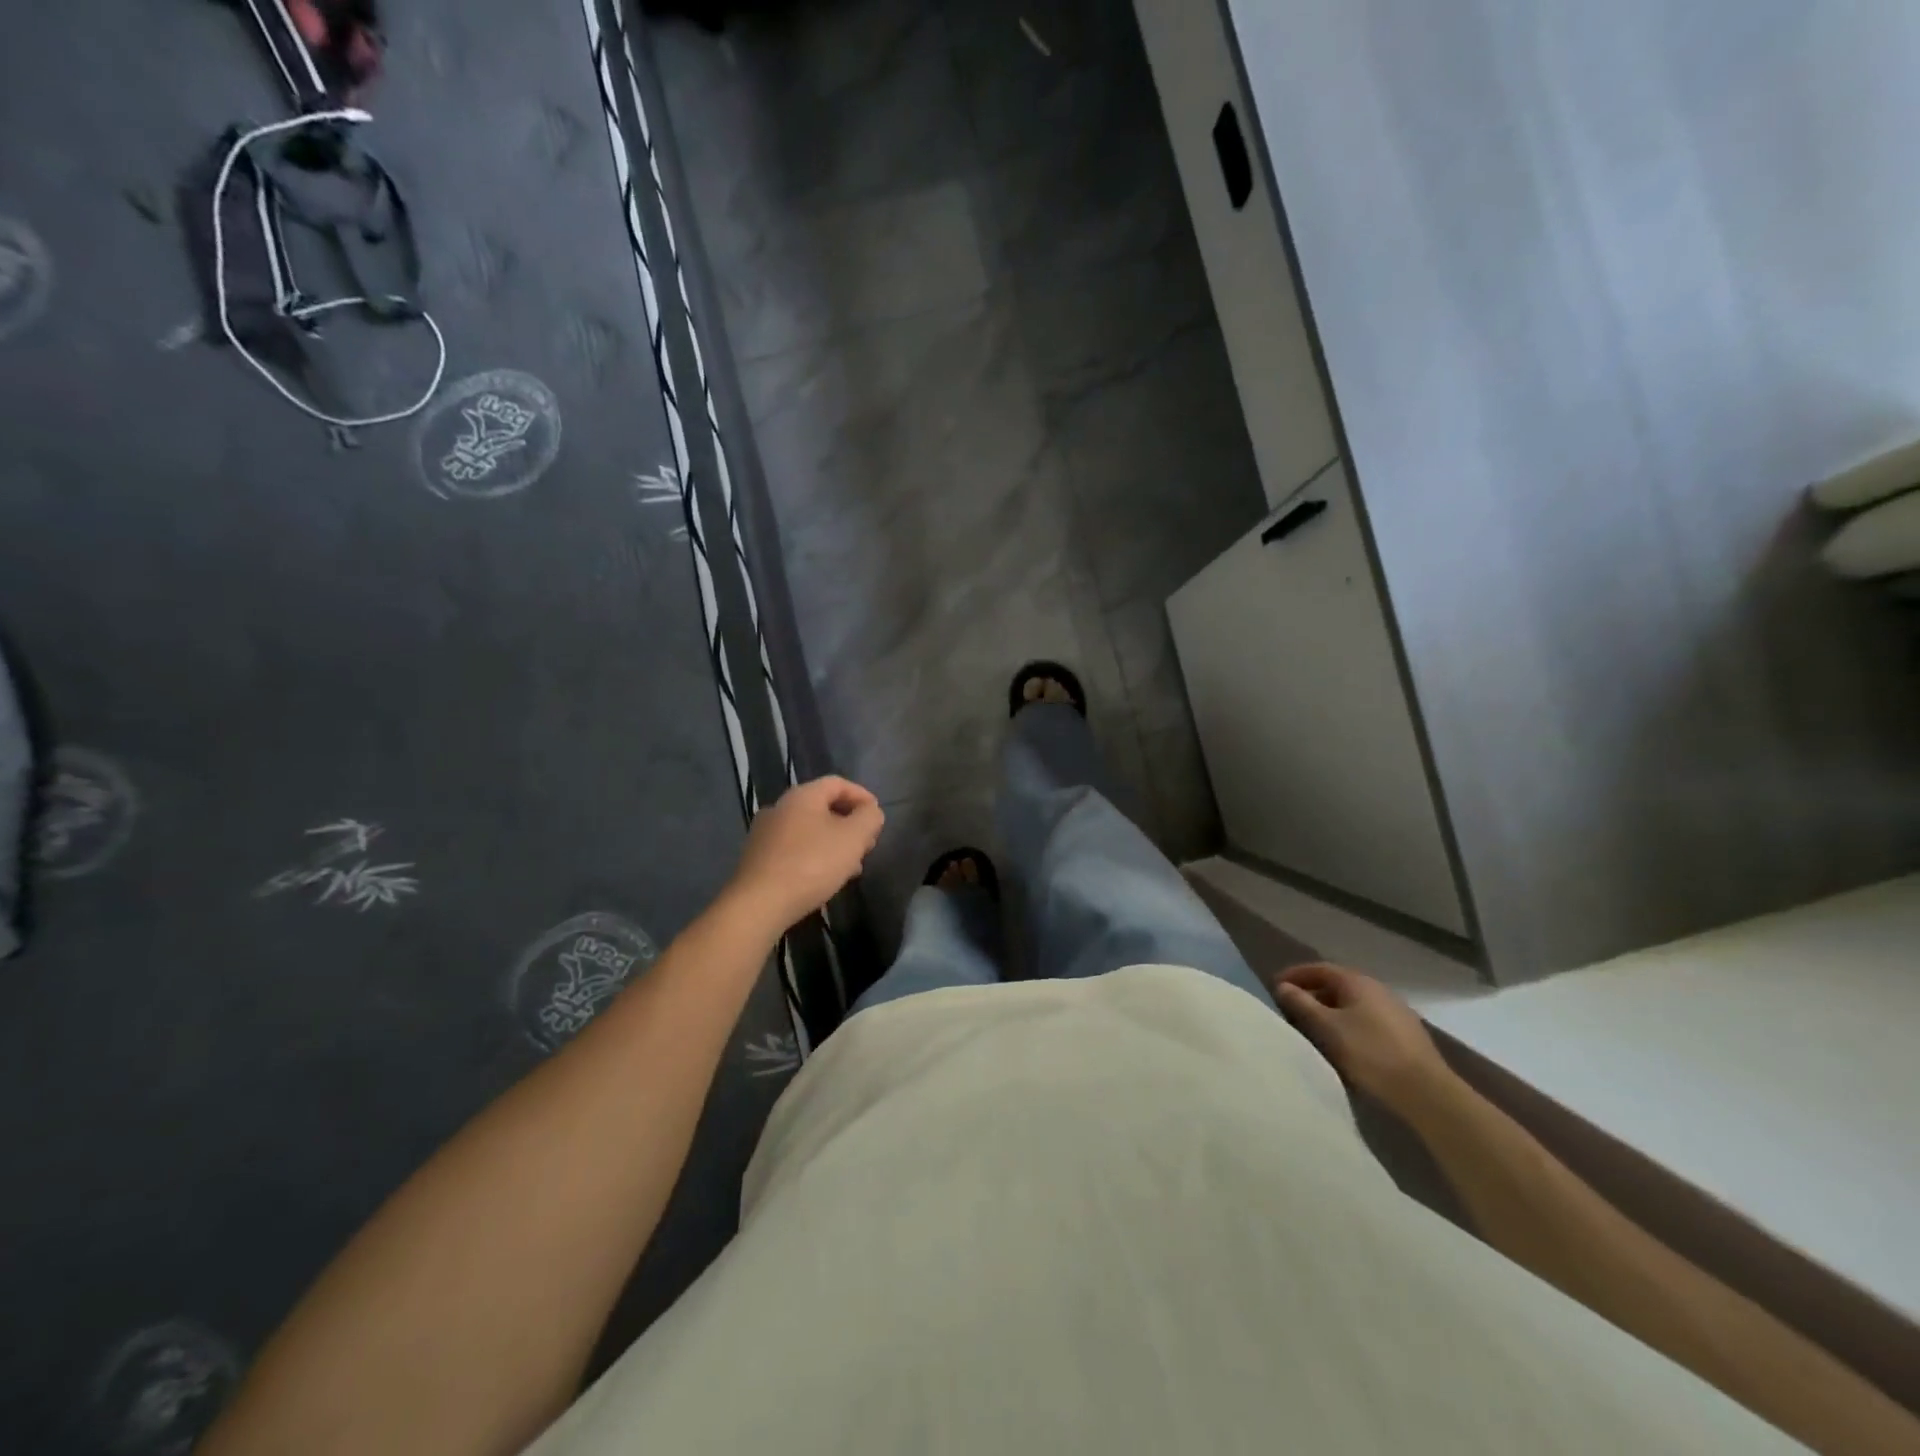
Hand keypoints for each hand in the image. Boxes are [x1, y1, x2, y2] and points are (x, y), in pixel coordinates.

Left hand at [726, 777, 883, 933]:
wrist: (759, 904)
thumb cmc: (811, 864)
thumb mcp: (853, 838)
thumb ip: (869, 818)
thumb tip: (870, 812)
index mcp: (802, 796)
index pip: (838, 783)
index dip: (862, 796)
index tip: (877, 817)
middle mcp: (779, 807)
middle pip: (822, 807)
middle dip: (849, 823)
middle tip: (867, 844)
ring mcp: (764, 834)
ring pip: (809, 830)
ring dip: (833, 843)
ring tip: (852, 866)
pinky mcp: (757, 859)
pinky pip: (794, 849)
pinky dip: (815, 856)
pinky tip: (825, 879)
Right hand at [1276, 963, 1456, 1116]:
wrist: (1426, 1092)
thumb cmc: (1370, 1053)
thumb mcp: (1328, 1028)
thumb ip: (1302, 1004)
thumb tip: (1283, 986)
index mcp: (1357, 982)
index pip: (1319, 968)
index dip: (1295, 975)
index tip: (1275, 986)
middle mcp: (1377, 989)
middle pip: (1337, 984)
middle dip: (1312, 993)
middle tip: (1292, 1009)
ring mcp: (1395, 1010)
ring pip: (1353, 1003)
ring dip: (1331, 1010)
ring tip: (1314, 1028)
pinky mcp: (1405, 1033)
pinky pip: (1367, 1019)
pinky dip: (1349, 1023)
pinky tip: (1344, 1043)